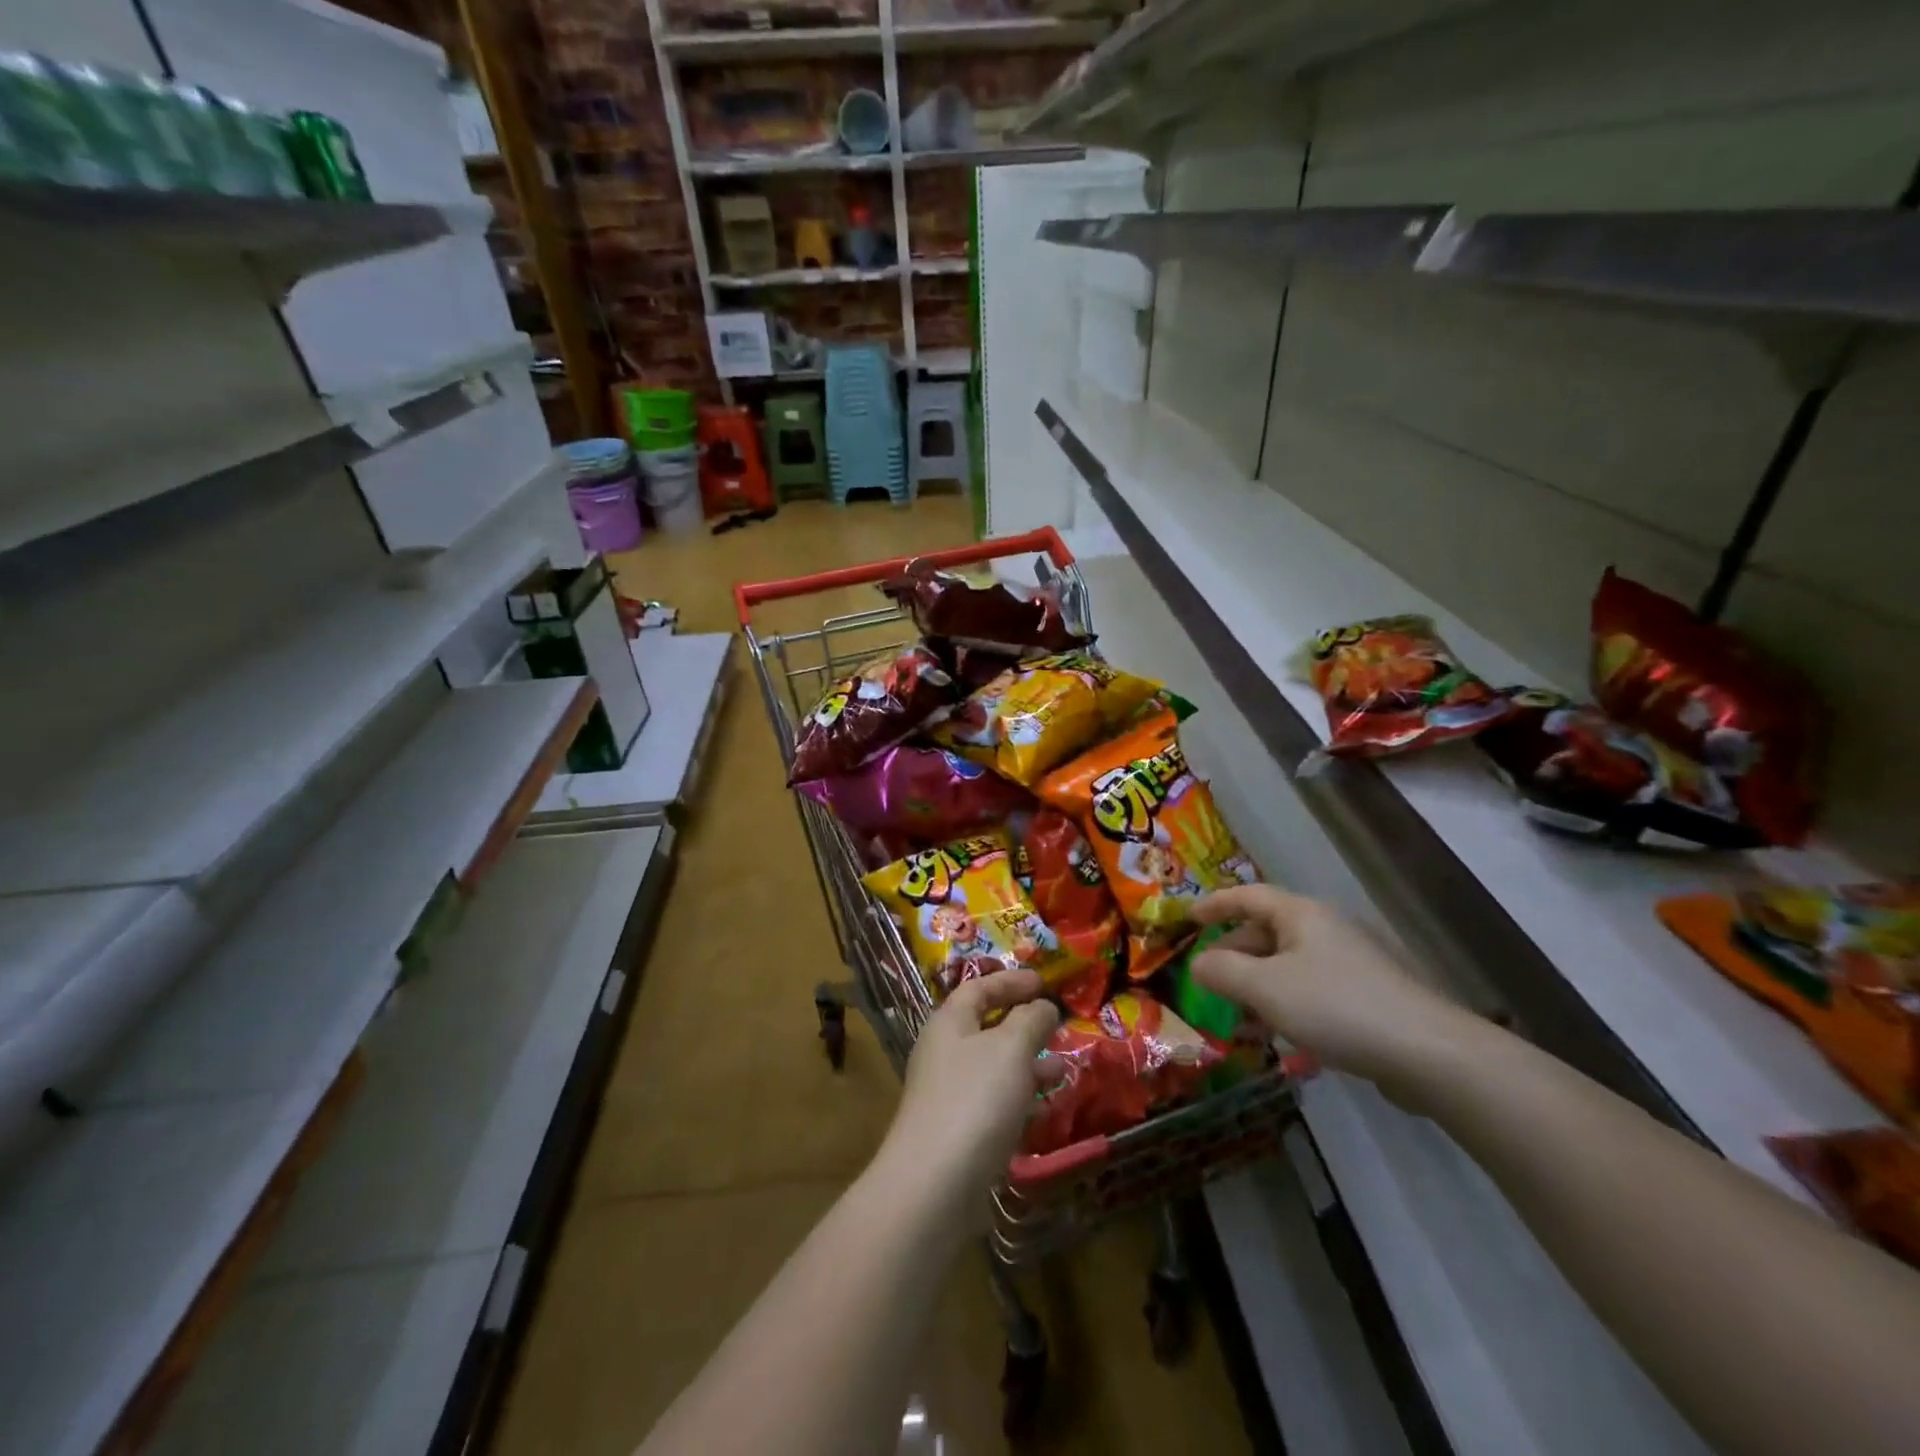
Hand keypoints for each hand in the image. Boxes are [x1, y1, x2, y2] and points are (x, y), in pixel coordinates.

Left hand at [876, 971, 1059, 1227]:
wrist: (934, 1185)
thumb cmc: (975, 1099)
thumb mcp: (1010, 1048)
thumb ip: (1030, 1020)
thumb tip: (1043, 1006)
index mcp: (949, 1023)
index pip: (979, 988)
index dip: (1011, 981)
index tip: (1043, 982)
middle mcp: (944, 1053)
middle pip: (985, 1027)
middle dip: (1023, 1025)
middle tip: (1057, 1027)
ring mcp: (948, 1095)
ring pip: (993, 1068)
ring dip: (1027, 1065)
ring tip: (1062, 1071)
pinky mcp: (957, 1133)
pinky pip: (993, 1104)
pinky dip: (1020, 1100)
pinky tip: (1045, 1110)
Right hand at [1190, 885, 1474, 1089]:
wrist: (1429, 1053)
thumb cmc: (1336, 1007)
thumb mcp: (1265, 988)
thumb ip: (1222, 972)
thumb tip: (1197, 964)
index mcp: (1301, 914)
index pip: (1247, 896)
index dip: (1214, 904)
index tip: (1187, 918)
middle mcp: (1326, 928)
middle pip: (1267, 930)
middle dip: (1234, 953)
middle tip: (1208, 979)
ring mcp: (1351, 961)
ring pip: (1289, 963)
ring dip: (1258, 983)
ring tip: (1238, 1015)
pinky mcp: (1369, 995)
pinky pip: (1312, 987)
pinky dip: (1286, 1002)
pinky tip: (1281, 1035)